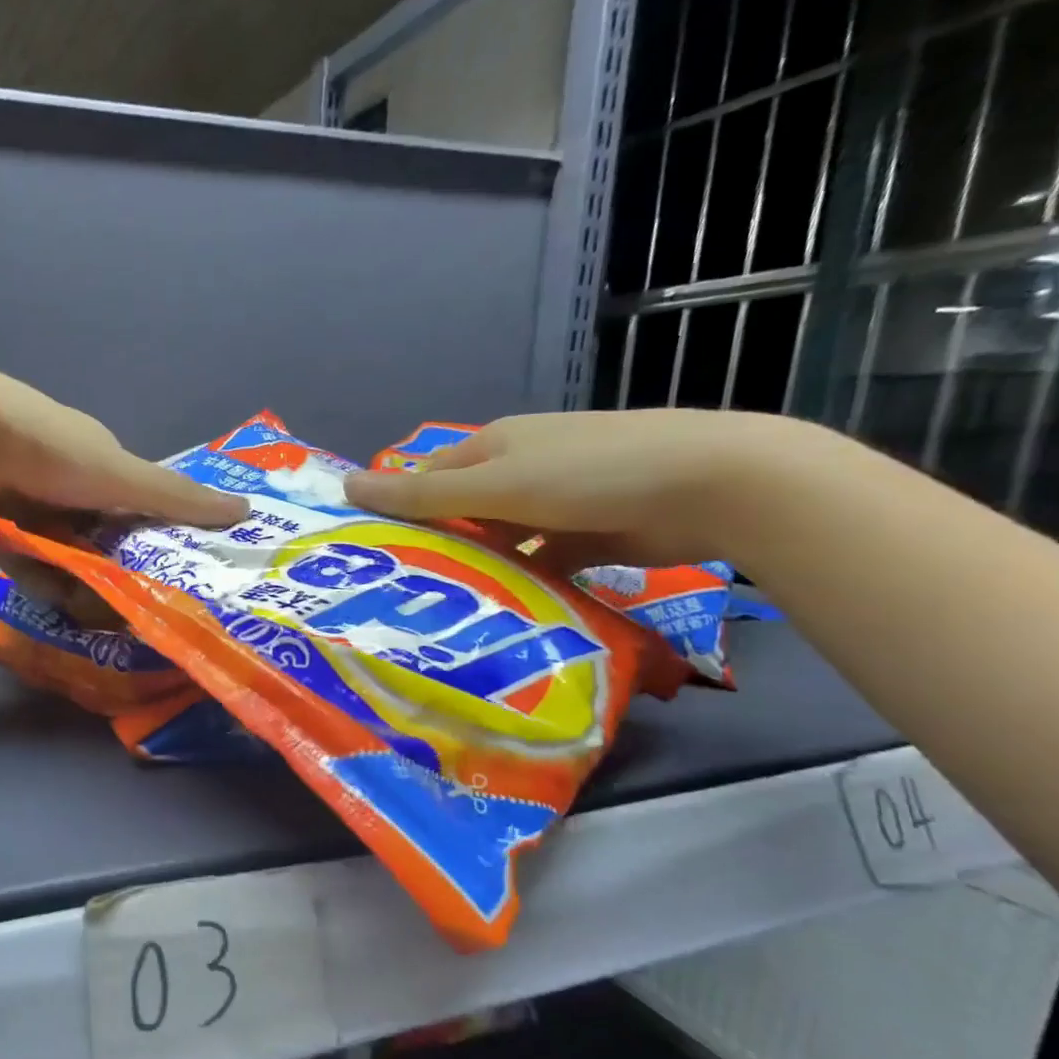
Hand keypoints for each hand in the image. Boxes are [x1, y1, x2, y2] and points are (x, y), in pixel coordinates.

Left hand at [0, 356, 246, 610]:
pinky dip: (32, 572)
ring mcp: (23, 501)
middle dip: (107, 568)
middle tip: (123, 605)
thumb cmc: (49, 449)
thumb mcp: (120, 476)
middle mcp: (62, 479)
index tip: (165, 574)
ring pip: (58, 552)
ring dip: (69, 577)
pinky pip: (21, 557)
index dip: (150, 538)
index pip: (134, 504)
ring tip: (85, 607)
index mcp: (97, 458)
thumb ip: (177, 498)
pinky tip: (45, 590)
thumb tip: (247, 510)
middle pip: (95, 535)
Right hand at [343, 408, 813, 570]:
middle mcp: (523, 469)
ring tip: (441, 610)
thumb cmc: (588, 474)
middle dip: (438, 545)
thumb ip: (421, 494)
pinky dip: (524, 582)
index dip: (400, 509)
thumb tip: (345, 485)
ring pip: (501, 540)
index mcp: (496, 445)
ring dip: (480, 568)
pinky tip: (501, 612)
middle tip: (400, 591)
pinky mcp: (590, 536)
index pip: (429, 477)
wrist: (713, 485)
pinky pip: (540, 562)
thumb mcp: (495, 484)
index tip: (374, 553)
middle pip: (463, 510)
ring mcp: (559, 503)